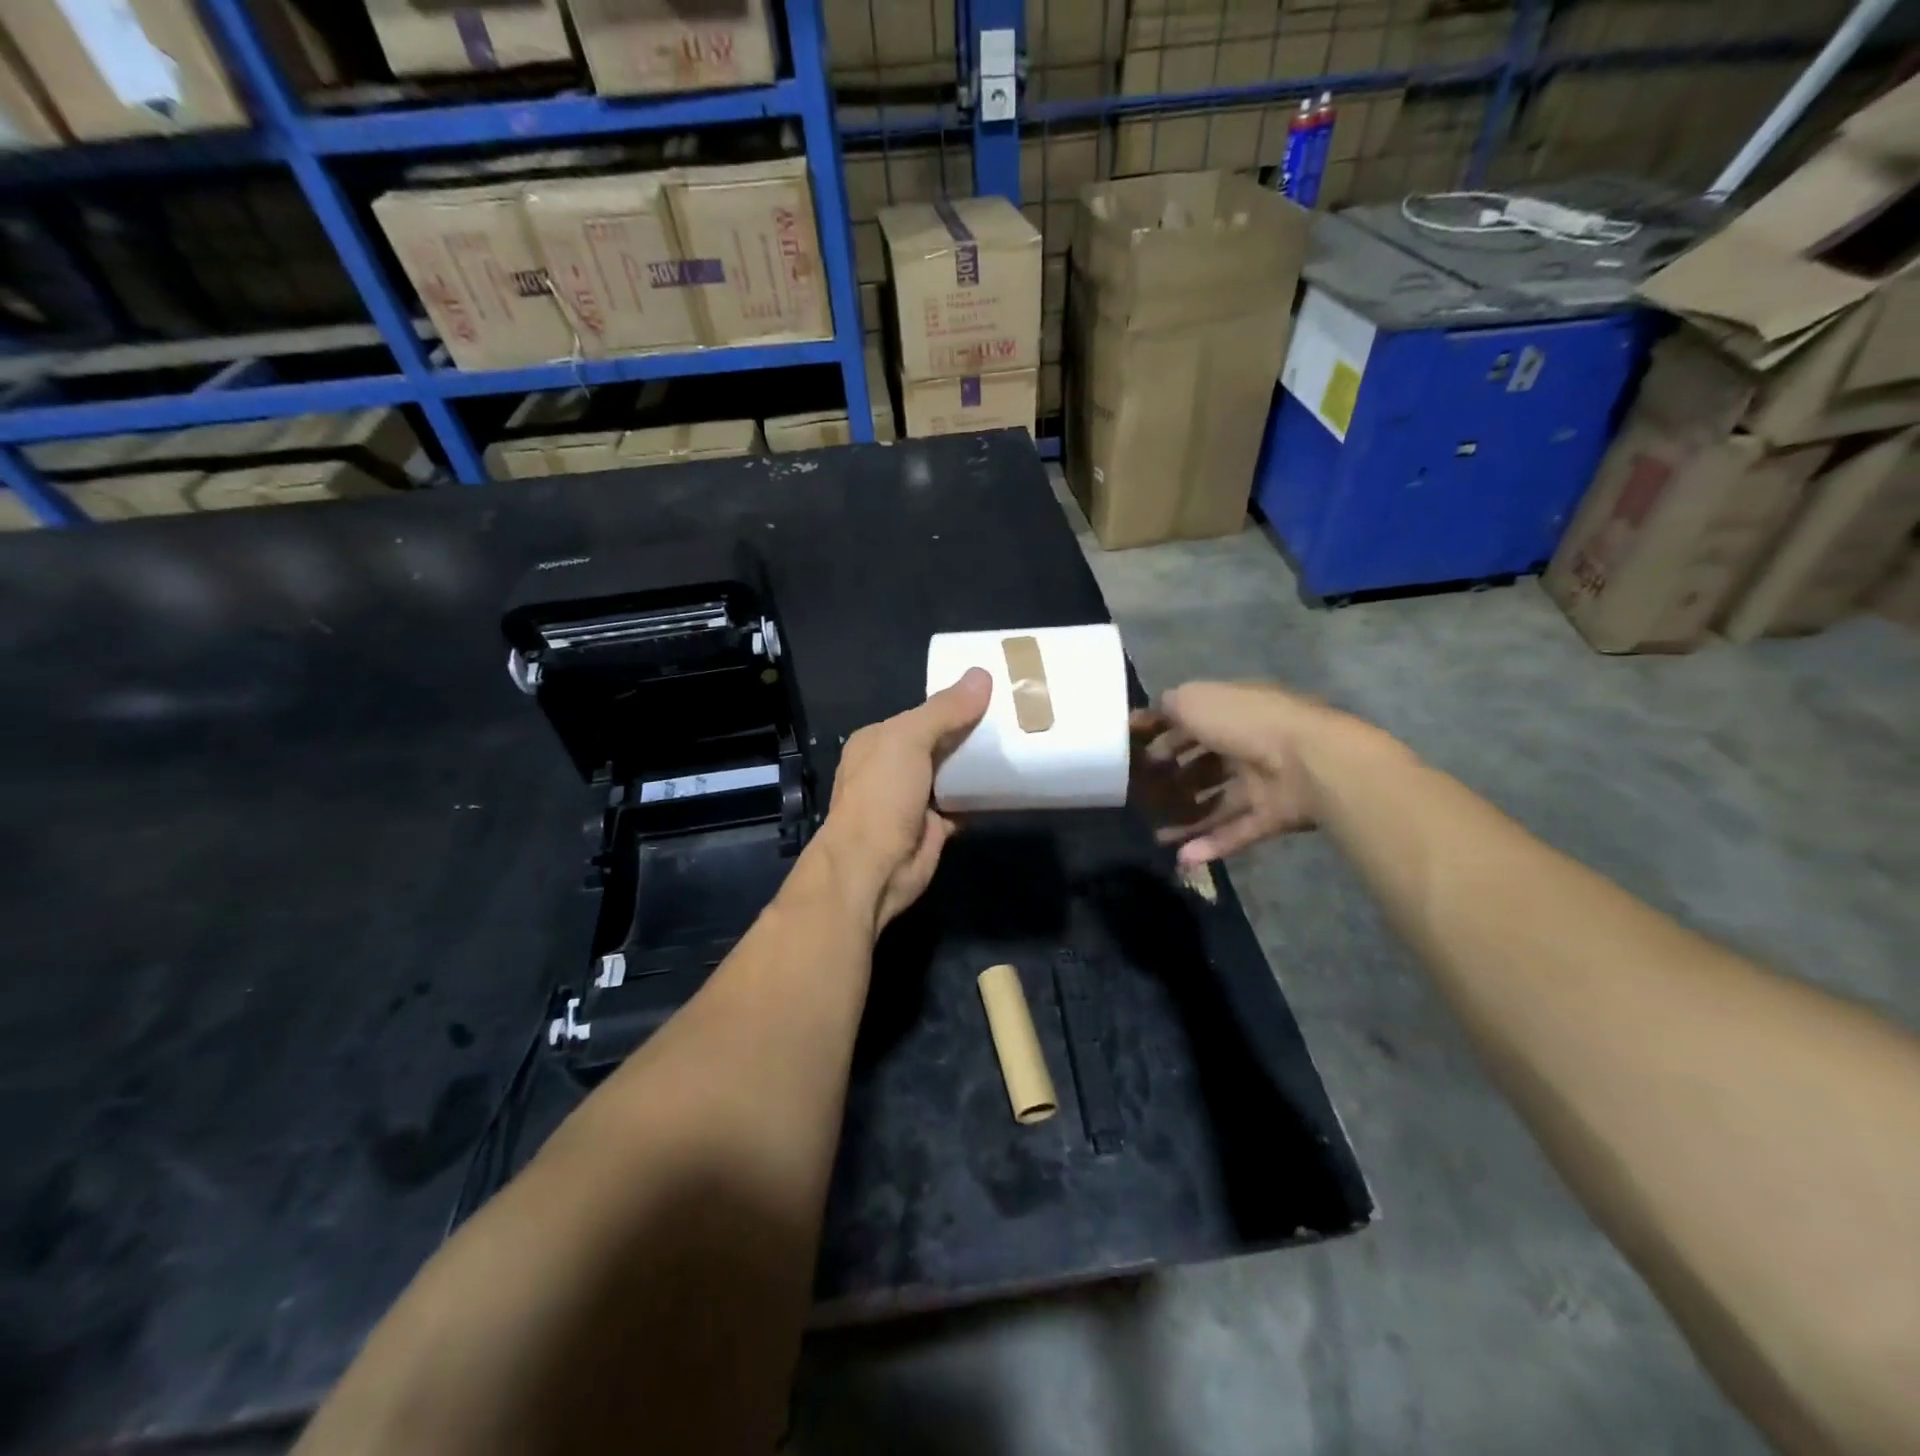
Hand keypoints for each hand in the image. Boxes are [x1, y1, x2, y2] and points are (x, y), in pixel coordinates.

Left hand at [815, 668, 992, 927]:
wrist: (873, 867)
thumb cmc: (881, 795)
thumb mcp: (908, 739)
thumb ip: (945, 710)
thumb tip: (982, 675)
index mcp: (878, 740)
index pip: (922, 713)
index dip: (954, 702)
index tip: (993, 691)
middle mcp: (893, 767)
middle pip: (940, 742)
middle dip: (971, 732)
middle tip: (1016, 717)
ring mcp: (914, 798)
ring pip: (954, 773)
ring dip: (979, 764)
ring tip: (1021, 743)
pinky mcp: (935, 825)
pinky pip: (965, 802)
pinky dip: (984, 796)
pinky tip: (1011, 783)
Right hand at [1133, 681, 1338, 865]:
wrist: (1307, 761)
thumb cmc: (1244, 723)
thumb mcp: (1195, 700)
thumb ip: (1169, 706)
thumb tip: (1152, 715)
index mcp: (1231, 712)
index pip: (1190, 723)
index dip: (1161, 736)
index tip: (1134, 753)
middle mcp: (1247, 744)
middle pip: (1204, 764)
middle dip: (1173, 779)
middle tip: (1141, 797)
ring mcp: (1262, 782)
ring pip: (1217, 801)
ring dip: (1187, 818)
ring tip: (1155, 835)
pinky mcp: (1272, 815)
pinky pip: (1236, 831)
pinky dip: (1211, 844)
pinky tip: (1182, 857)